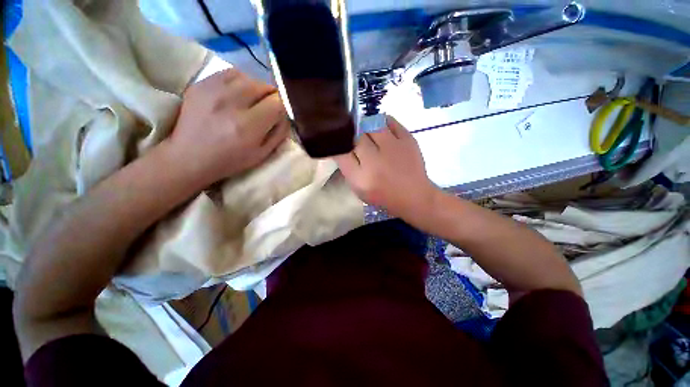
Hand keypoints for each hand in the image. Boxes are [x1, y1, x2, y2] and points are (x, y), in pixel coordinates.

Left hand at [168, 68, 289, 183]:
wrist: (189, 157)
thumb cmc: (230, 160)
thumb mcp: (262, 154)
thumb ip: (278, 134)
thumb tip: (285, 116)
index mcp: (248, 125)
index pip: (277, 103)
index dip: (282, 107)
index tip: (279, 114)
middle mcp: (231, 103)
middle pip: (263, 86)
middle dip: (270, 96)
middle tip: (267, 107)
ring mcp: (212, 90)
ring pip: (248, 77)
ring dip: (256, 88)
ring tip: (252, 100)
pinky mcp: (200, 84)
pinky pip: (229, 73)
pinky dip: (239, 81)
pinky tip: (237, 93)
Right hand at [334, 116, 438, 219]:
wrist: (414, 196)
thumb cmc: (383, 195)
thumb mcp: (359, 188)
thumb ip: (348, 168)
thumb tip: (341, 145)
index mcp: (360, 178)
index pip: (340, 152)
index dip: (338, 144)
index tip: (340, 143)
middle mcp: (374, 161)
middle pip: (355, 136)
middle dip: (352, 136)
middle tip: (356, 140)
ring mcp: (393, 148)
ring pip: (370, 124)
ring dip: (366, 127)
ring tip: (369, 134)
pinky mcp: (408, 139)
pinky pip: (389, 120)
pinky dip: (382, 122)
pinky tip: (382, 130)